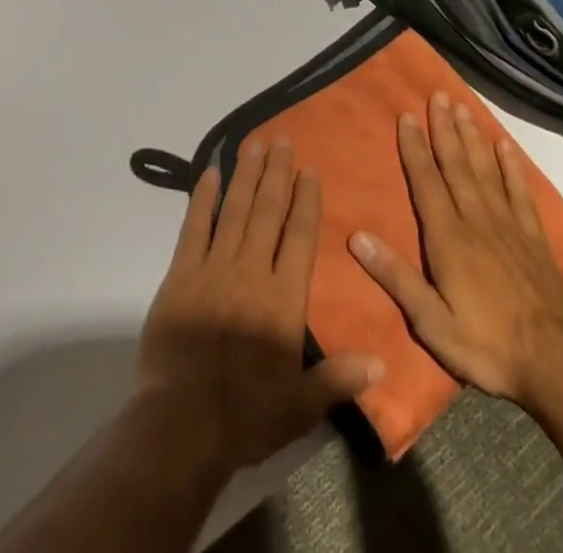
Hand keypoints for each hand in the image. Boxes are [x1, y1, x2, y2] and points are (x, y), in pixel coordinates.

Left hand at [138, 140, 384, 472]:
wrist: (182, 421)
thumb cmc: (246, 415)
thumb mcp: (301, 406)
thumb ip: (338, 379)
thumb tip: (382, 362)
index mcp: (283, 299)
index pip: (300, 237)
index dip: (307, 202)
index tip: (310, 171)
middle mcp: (251, 270)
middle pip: (267, 211)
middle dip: (277, 174)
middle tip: (282, 140)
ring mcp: (214, 267)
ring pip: (234, 209)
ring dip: (245, 174)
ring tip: (253, 144)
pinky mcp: (181, 272)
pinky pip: (194, 225)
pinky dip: (203, 197)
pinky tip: (210, 172)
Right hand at [349, 93, 562, 408]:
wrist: (559, 368)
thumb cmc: (488, 347)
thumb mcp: (432, 323)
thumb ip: (396, 278)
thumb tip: (356, 237)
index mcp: (449, 239)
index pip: (426, 182)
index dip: (414, 147)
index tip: (406, 115)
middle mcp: (477, 221)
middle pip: (457, 166)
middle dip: (444, 129)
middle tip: (437, 95)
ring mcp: (509, 227)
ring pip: (486, 171)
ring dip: (472, 138)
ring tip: (463, 107)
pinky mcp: (535, 239)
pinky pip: (520, 193)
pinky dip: (512, 167)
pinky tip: (505, 146)